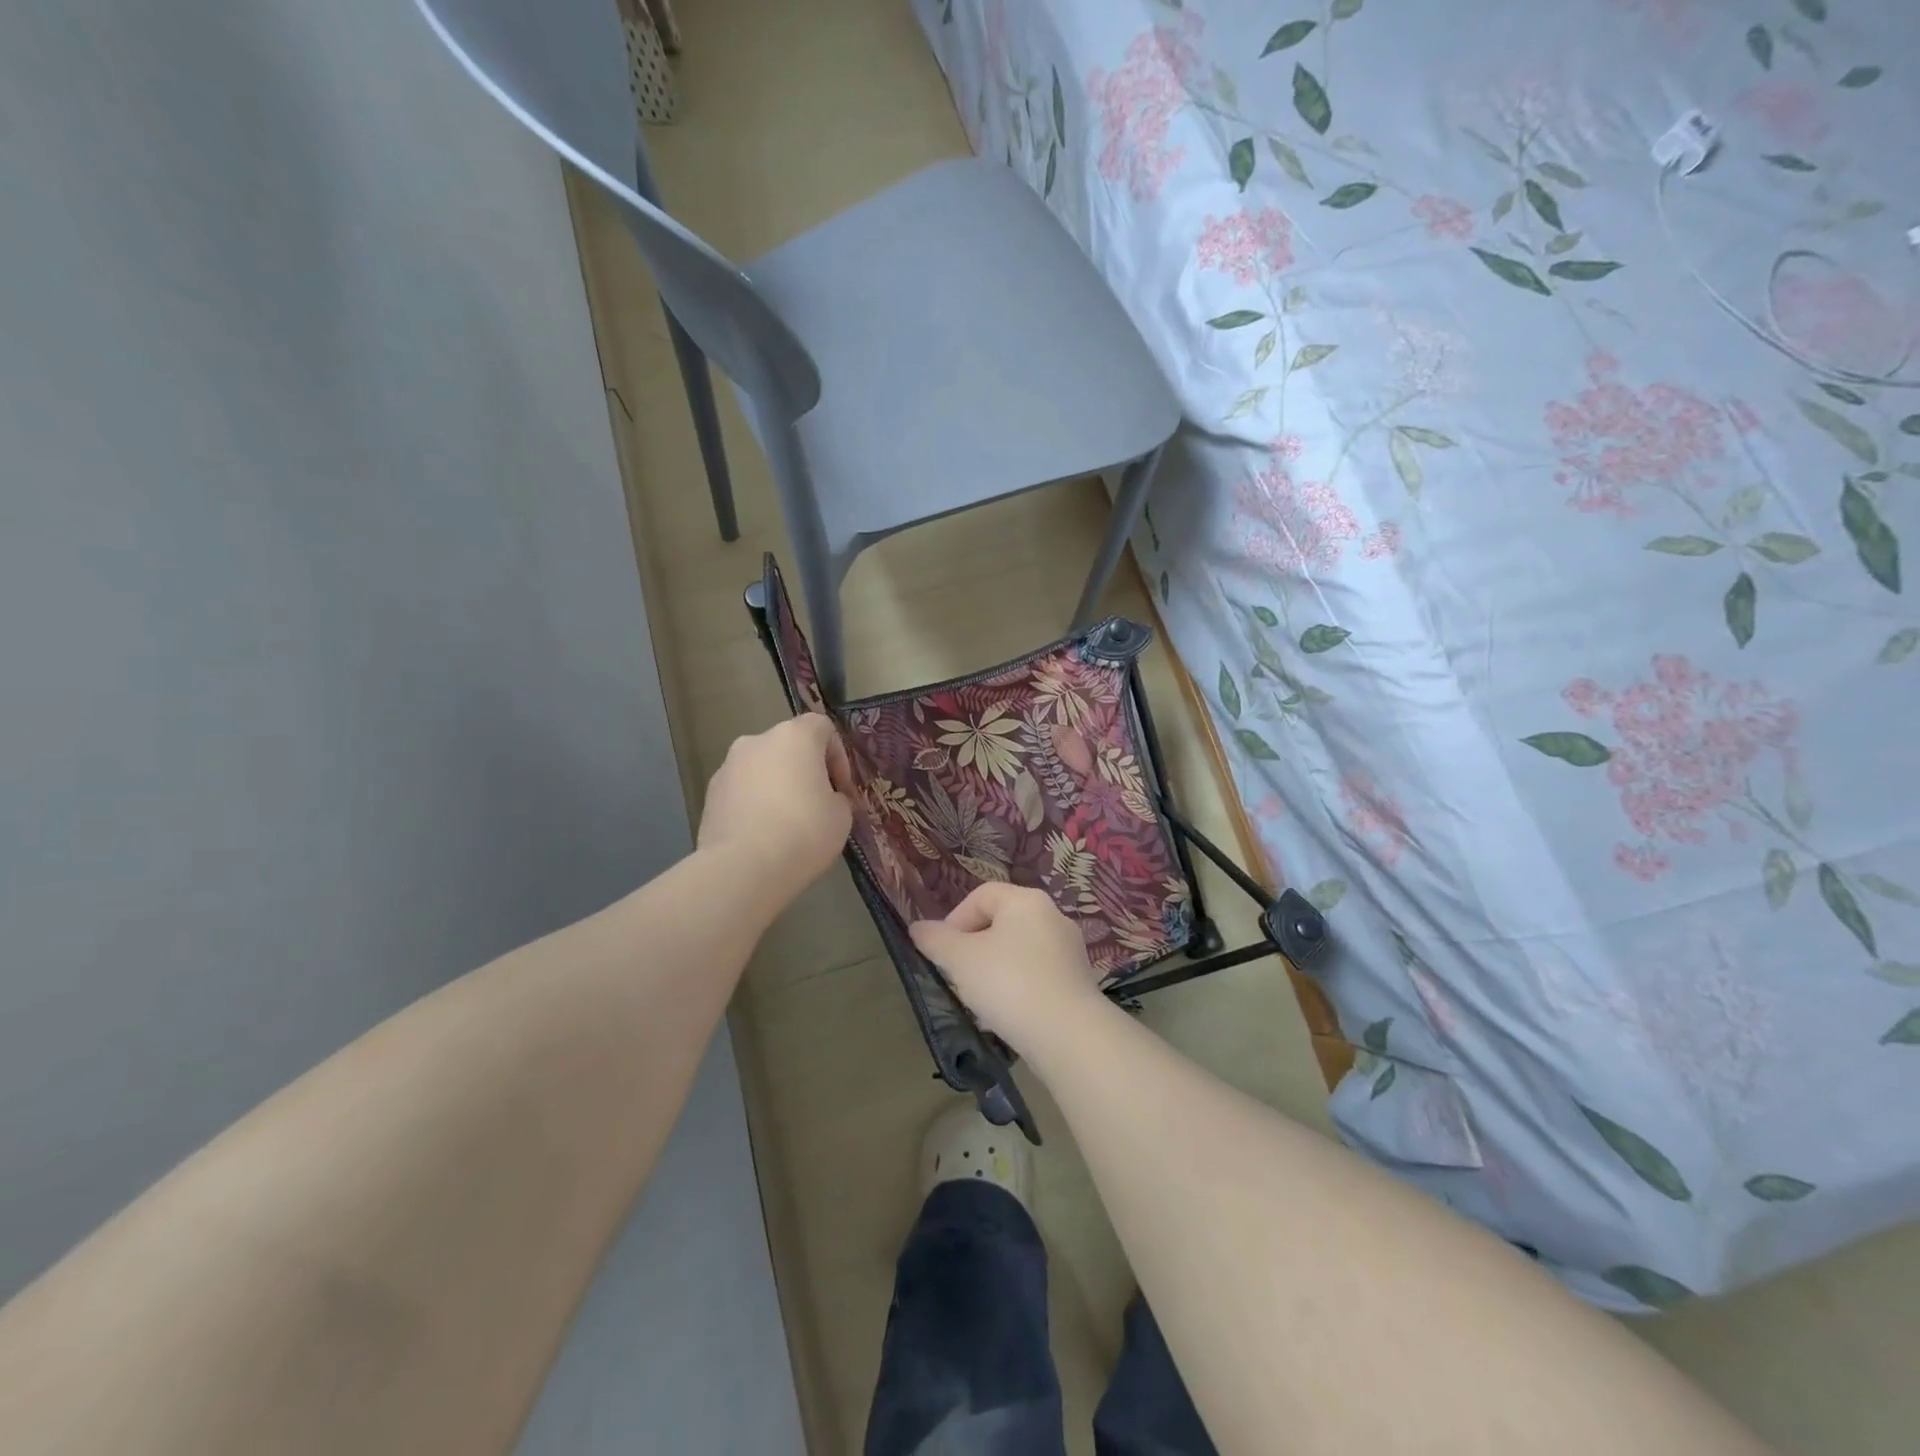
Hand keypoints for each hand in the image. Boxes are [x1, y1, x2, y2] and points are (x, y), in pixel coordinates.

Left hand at [699, 714, 851, 908]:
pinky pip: (742, 792)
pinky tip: (763, 836)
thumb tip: (826, 799)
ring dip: (777, 787)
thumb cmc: (803, 832)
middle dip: (804, 771)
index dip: (838, 757)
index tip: (842, 789)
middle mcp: (757, 741)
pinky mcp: (709, 795)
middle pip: (789, 747)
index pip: (822, 728)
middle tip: (817, 805)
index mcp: (793, 736)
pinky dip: (755, 805)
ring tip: (787, 824)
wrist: (742, 868)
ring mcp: (727, 767)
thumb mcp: (841, 816)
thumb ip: (837, 798)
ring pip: (762, 769)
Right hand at [909, 883, 1104, 1050]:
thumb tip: (918, 927)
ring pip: (1018, 950)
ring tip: (980, 1000)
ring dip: (994, 969)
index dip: (955, 919)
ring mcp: (1069, 950)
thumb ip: (935, 939)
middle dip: (973, 947)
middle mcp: (1053, 916)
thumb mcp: (960, 960)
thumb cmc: (1009, 984)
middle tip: (957, 976)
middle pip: (1001, 922)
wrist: (1068, 1035)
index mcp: (1026, 900)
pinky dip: (1017, 987)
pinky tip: (1007, 1014)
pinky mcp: (1078, 981)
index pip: (981, 896)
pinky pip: (1037, 974)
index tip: (942, 953)